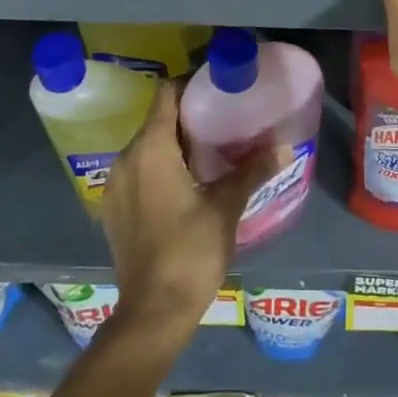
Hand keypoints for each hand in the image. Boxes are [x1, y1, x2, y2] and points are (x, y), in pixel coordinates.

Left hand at [99, 83, 285, 344]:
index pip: (166, 94)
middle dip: (187, 115)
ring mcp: (114, 185)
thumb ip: (253, 170)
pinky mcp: (113, 208)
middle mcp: (126, 158)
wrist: (153, 312)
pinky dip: (159, 165)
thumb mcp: (227, 206)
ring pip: (146, 146)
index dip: (190, 84)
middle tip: (223, 118)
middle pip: (156, 120)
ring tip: (208, 150)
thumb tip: (285, 146)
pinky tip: (185, 182)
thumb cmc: (191, 251)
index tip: (217, 86)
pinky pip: (137, 170)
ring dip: (173, 142)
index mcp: (151, 149)